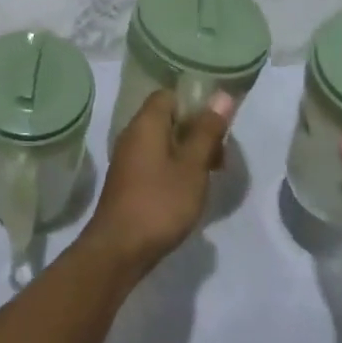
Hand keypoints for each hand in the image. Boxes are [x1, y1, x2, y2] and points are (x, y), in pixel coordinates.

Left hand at [81, 90, 236, 277]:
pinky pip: (154, 160)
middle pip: (167, 118)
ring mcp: (128, 157)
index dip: (195, 103)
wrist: (119, 247)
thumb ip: (207, 131)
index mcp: (146, 122)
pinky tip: (189, 189)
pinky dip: (174, 166)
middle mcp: (133, 133)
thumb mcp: (192, 167)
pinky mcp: (128, 179)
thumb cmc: (160, 202)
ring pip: (162, 141)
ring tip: (211, 174)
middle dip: (196, 131)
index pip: (169, 95)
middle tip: (221, 156)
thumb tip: (222, 95)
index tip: (218, 124)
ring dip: (187, 152)